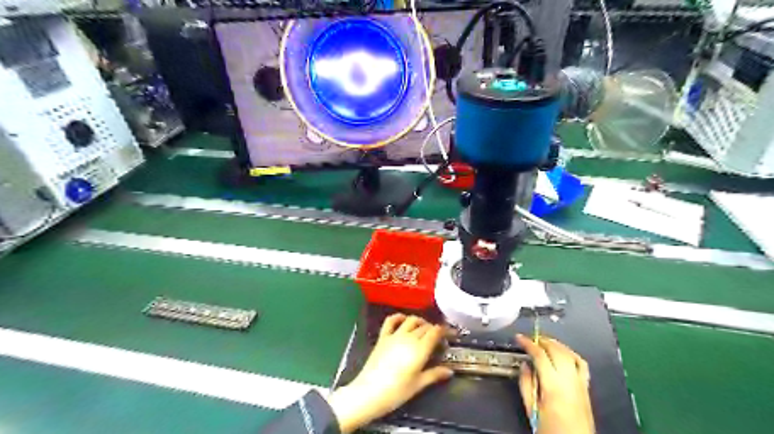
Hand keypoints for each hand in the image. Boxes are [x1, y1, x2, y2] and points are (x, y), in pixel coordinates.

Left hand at [327, 314, 453, 432]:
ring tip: (424, 328)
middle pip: (425, 326)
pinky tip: (403, 319)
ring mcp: (394, 335)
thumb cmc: (396, 392)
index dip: (445, 330)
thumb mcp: (418, 385)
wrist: (368, 393)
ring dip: (420, 321)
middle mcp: (409, 338)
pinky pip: (391, 321)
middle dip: (434, 329)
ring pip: (411, 320)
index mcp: (420, 349)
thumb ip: (434, 375)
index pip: (435, 332)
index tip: (451, 334)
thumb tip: (449, 371)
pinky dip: (399, 317)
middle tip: (439, 338)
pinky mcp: (383, 337)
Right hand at [517, 336, 594, 432]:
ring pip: (569, 354)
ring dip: (556, 344)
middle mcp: (569, 381)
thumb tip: (524, 366)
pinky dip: (571, 354)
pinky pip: (581, 364)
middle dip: (542, 340)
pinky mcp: (586, 388)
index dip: (528, 343)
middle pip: (556, 350)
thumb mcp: (531, 409)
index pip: (540, 355)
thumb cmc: (551, 430)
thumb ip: (526, 384)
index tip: (519, 338)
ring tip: (544, 341)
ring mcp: (580, 383)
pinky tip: (564, 352)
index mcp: (553, 386)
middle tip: (530, 338)